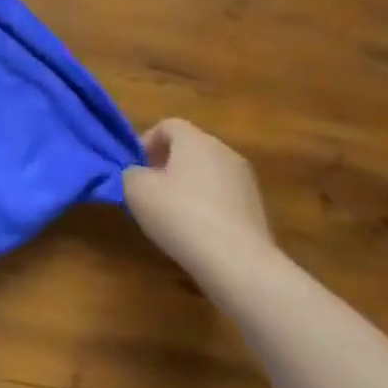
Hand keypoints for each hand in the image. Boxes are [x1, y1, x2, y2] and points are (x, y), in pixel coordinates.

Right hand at [121, 119, 278, 284]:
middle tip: (148, 188)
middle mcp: (224, 152)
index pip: (168, 125)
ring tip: (170, 212)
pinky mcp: (256, 208)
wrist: (237, 262)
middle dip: (166, 163)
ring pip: (207, 172)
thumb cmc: (179, 214)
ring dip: (186, 184)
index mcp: (196, 140)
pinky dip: (206, 204)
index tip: (135, 166)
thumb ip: (131, 172)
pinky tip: (194, 230)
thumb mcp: (136, 189)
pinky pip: (222, 195)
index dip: (146, 141)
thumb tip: (140, 174)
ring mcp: (245, 180)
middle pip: (189, 148)